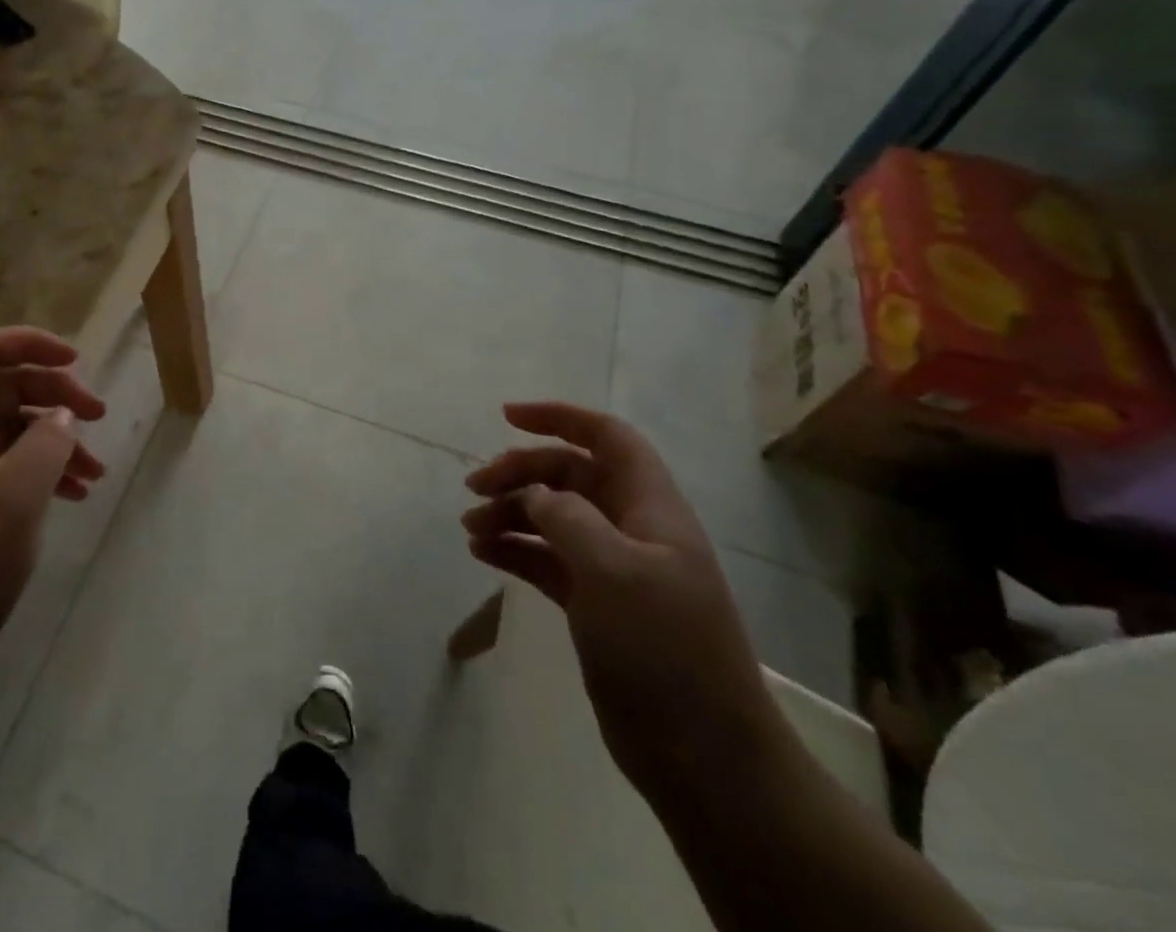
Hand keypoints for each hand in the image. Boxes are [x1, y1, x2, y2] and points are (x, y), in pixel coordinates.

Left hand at [0, 327, 105, 690]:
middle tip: (98, 417)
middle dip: (55, 393)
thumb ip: (46, 444)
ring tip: (95, 474)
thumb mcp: (14, 498)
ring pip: (10, 434)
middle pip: (4, 389)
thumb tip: (62, 414)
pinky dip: (40, 476)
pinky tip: (70, 501)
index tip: (76, 361)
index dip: (29, 342)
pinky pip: (5, 474)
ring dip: (55, 441)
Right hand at [462, 402, 782, 800]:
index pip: (607, 438)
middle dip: (521, 472)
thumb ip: (567, 518)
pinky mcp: (595, 606)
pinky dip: (515, 550)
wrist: (705, 760)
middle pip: (570, 475)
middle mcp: (632, 529)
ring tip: (471, 529)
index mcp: (650, 508)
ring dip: (511, 513)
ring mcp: (613, 569)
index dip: (561, 417)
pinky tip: (483, 554)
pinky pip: (546, 560)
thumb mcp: (613, 572)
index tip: (507, 416)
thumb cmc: (664, 650)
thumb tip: (535, 492)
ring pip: (553, 518)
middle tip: (474, 488)